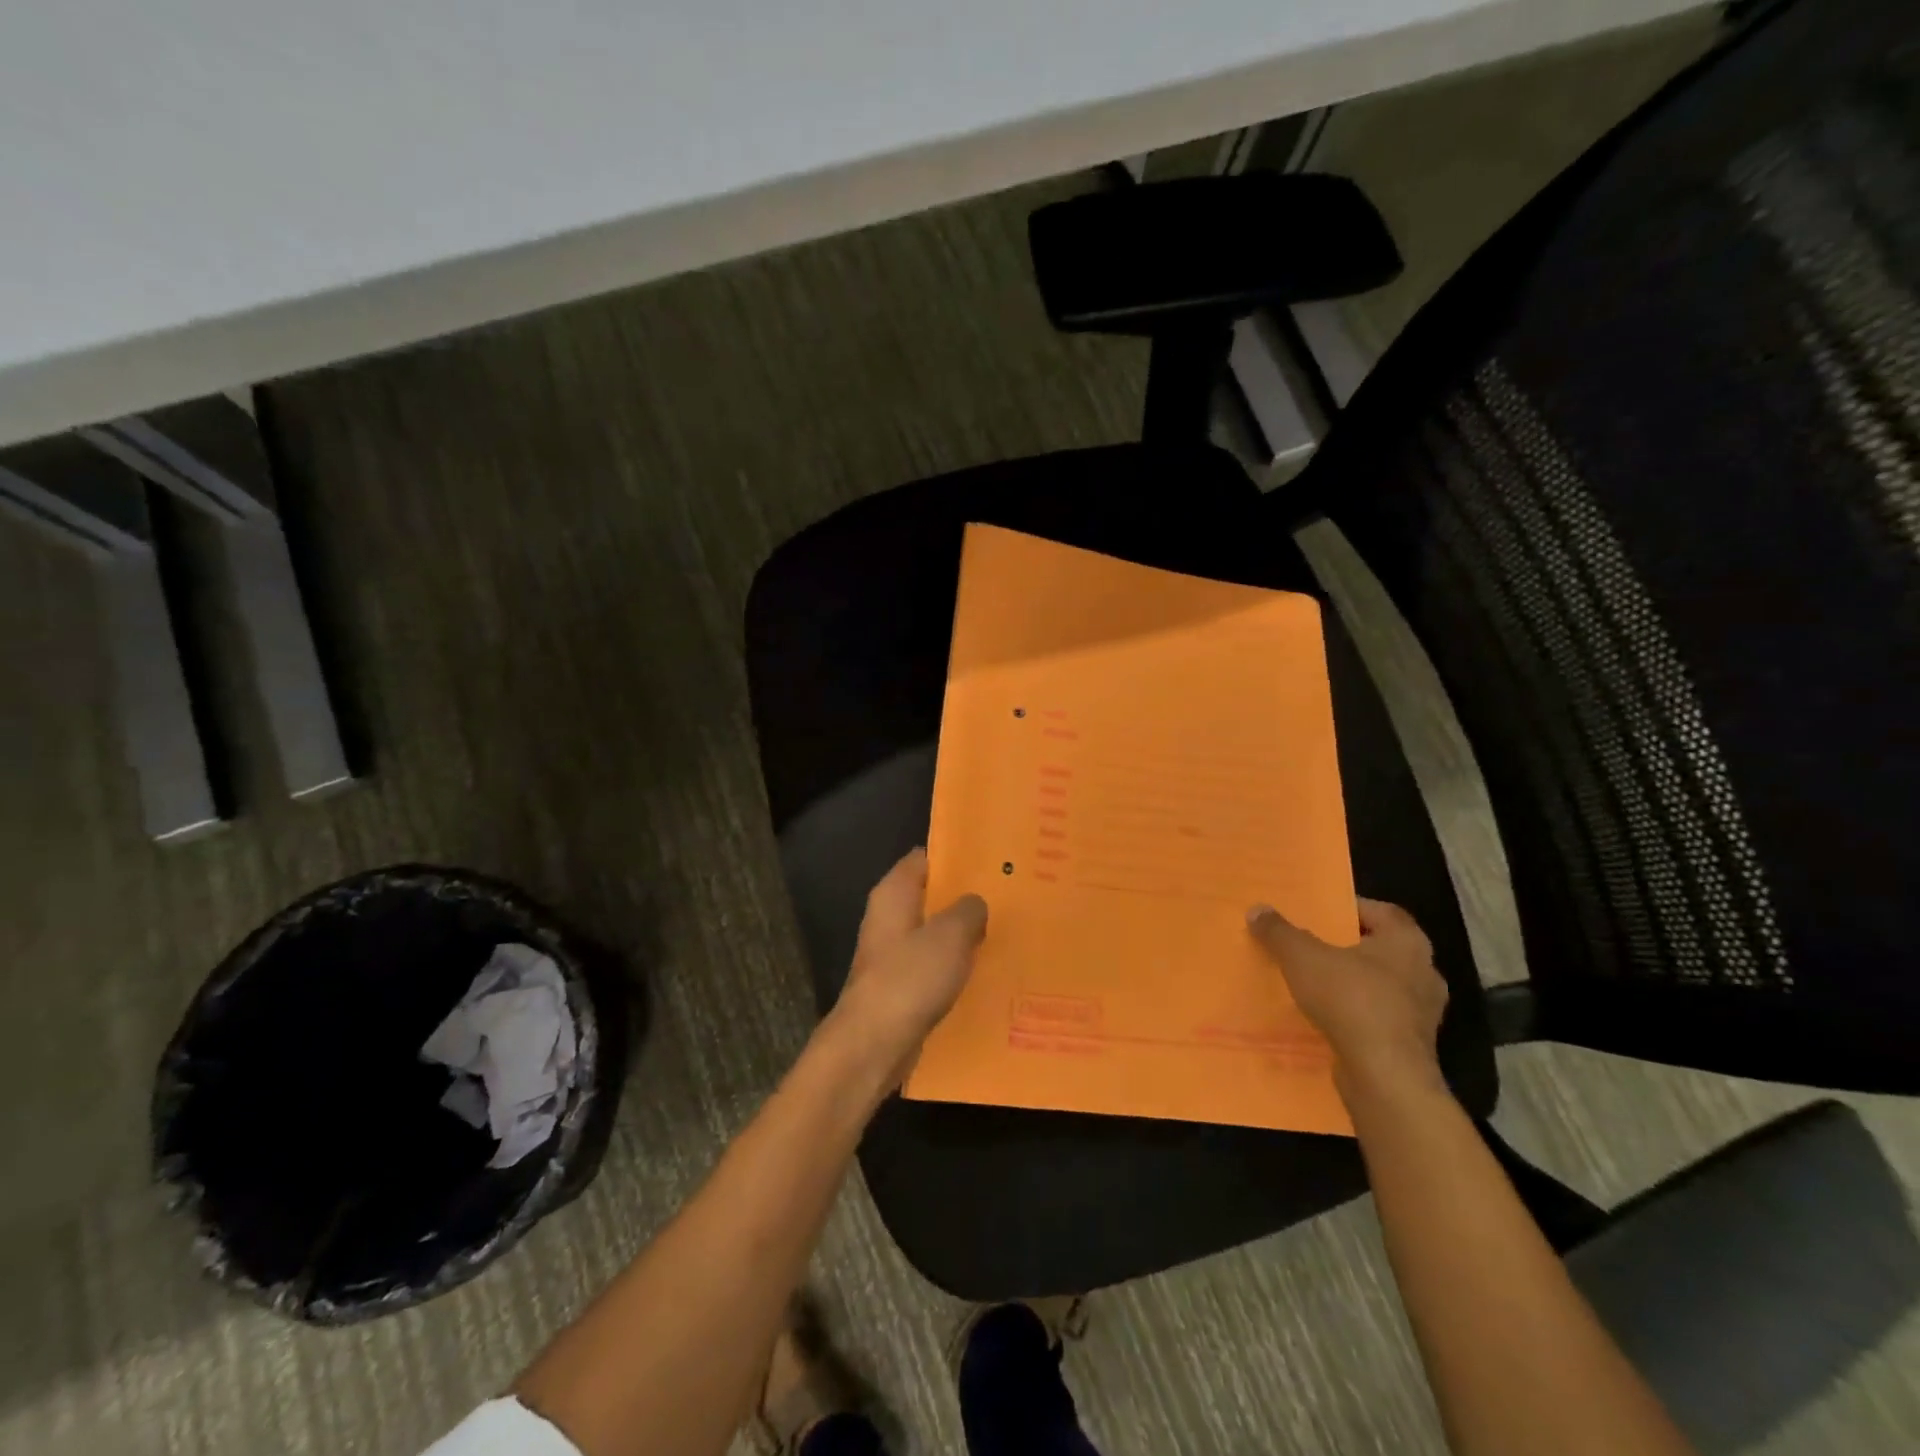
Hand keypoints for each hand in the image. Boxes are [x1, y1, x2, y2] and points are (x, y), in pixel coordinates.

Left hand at [829, 849, 987, 1087]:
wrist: (873, 1045)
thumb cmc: (910, 978)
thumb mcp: (950, 935)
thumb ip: (968, 910)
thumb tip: (975, 904)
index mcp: (894, 893)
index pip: (925, 858)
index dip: (956, 857)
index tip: (990, 861)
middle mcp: (888, 917)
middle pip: (931, 896)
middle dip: (965, 897)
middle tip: (1007, 896)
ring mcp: (892, 953)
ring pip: (934, 933)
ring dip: (963, 935)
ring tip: (1005, 931)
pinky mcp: (900, 986)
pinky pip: (933, 965)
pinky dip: (955, 966)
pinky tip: (986, 971)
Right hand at [1247, 898, 1447, 1097]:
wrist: (1385, 1077)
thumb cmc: (1350, 1001)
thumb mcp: (1302, 957)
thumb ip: (1280, 932)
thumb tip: (1257, 909)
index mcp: (1407, 942)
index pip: (1383, 912)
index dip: (1354, 908)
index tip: (1325, 911)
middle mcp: (1424, 972)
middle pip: (1385, 949)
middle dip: (1353, 947)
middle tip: (1318, 944)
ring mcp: (1423, 1013)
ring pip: (1385, 986)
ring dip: (1357, 983)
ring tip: (1320, 983)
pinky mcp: (1414, 1045)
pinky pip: (1382, 1018)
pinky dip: (1360, 1014)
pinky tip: (1331, 1018)